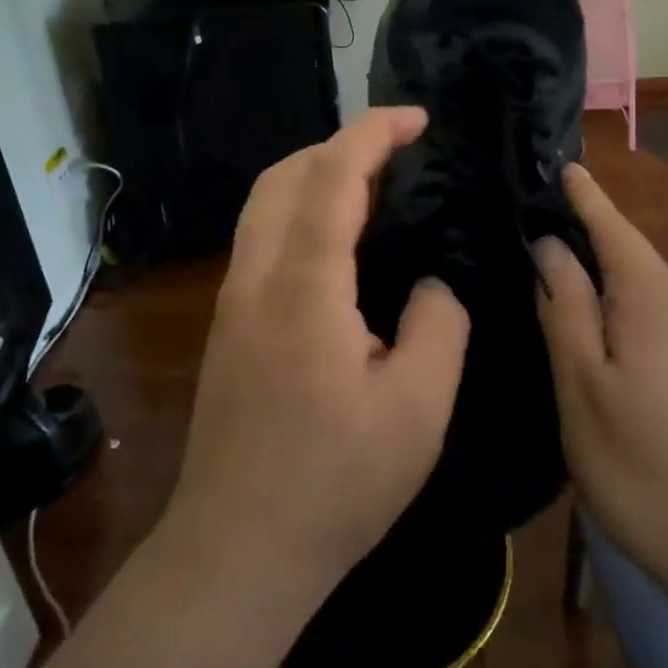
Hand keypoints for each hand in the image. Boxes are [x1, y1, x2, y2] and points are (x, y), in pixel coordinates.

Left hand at [159, 108, 469, 626]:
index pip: (333, 176)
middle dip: (339, 144)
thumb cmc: (335, 483)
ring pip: (263, 202)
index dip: (374, 133)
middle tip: (397, 152)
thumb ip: (440, 325)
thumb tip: (433, 283)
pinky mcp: (227, 324)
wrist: (237, 549)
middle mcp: (256, 276)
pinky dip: (298, 209)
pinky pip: (261, 236)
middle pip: (284, 174)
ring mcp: (232, 299)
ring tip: (371, 186)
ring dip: (313, 173)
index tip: (417, 118)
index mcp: (305, 285)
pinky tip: (336, 243)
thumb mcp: (418, 409)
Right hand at [536, 165, 667, 618]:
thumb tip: (553, 246)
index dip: (586, 199)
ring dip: (626, 330)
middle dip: (595, 290)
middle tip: (557, 343)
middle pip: (633, 276)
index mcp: (659, 296)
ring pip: (660, 313)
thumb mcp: (583, 392)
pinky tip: (650, 408)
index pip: (612, 227)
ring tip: (604, 391)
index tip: (567, 166)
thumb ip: (566, 309)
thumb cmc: (653, 474)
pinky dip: (657, 352)